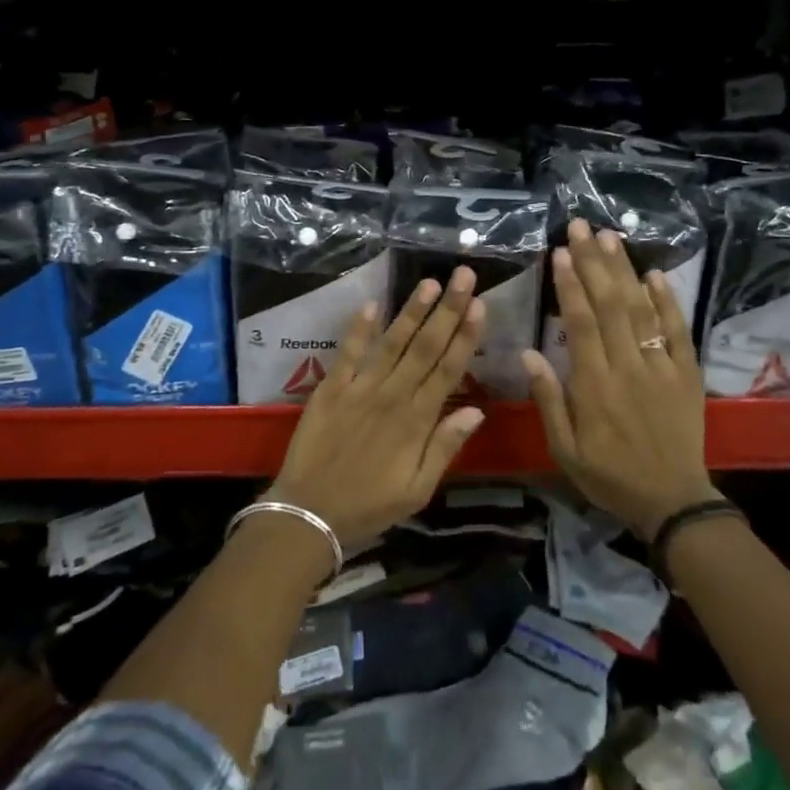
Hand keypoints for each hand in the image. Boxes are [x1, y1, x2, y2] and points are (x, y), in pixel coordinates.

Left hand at [267, 268, 487, 554]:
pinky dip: (358, 328)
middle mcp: (393, 396)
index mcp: (417, 421)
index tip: (480, 305)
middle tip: (464, 276)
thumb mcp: (418, 490)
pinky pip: (347, 353)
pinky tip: (370, 303)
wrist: (309, 513)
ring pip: (392, 343)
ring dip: (411, 311)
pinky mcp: (331, 389)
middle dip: (447, 309)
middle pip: (426, 346)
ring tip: (429, 281)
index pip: (449, 369)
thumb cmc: (369, 506)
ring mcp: (360, 389)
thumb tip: (477, 410)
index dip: (466, 336)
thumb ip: (446, 447)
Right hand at [522, 219, 718, 539]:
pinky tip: (654, 274)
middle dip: (593, 263)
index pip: (580, 324)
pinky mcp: (686, 373)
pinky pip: (677, 331)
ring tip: (610, 237)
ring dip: (625, 271)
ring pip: (641, 310)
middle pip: (610, 305)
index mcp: (594, 386)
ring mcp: (661, 367)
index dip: (570, 286)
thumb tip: (528, 353)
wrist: (672, 500)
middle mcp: (628, 367)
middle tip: (580, 227)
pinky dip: (667, 301)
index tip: (560, 253)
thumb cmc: (609, 475)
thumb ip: (548, 400)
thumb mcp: (565, 449)